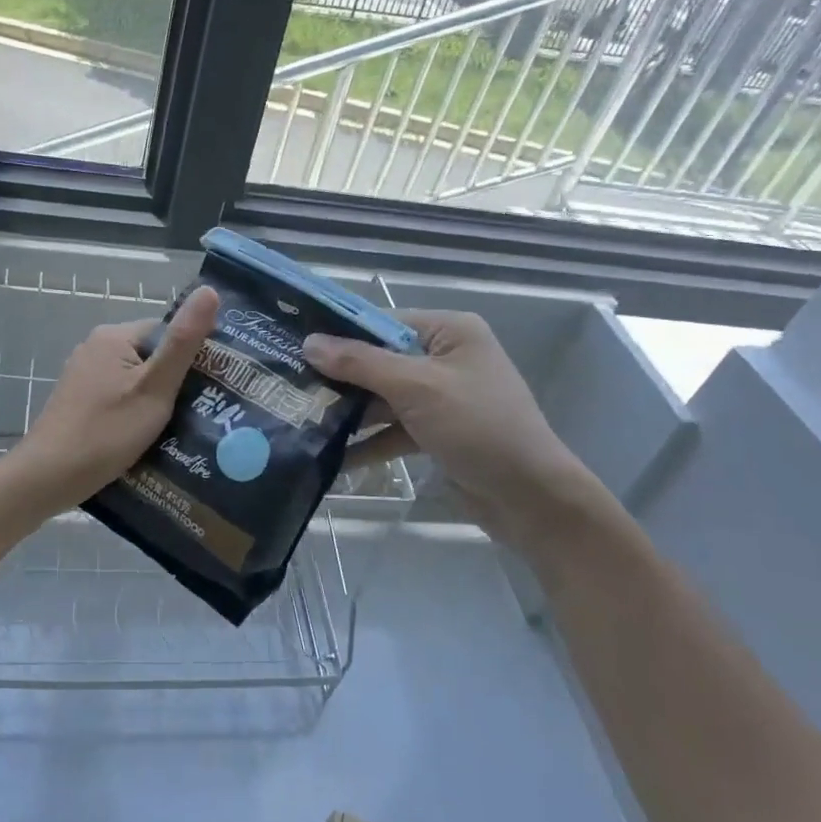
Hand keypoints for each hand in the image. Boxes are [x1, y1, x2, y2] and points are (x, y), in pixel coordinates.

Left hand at [8, 286, 219, 513]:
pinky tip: (148, 436)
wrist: (48, 477)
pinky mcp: (79, 400)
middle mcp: (95, 347)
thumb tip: (209, 290)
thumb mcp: (155, 387)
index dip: (193, 356)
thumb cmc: (106, 431)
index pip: (167, 332)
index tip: (214, 385)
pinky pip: (119, 396)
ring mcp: (83, 375)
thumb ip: (183, 342)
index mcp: (114, 336)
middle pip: (151, 355)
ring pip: (135, 379)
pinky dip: (135, 411)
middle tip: (202, 410)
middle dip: (176, 381)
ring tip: (181, 427)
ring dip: (157, 399)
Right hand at [304, 310, 598, 556]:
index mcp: (449, 331)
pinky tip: (331, 457)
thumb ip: (361, 363)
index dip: (339, 332)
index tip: (293, 341)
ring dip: (348, 412)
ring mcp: (440, 397)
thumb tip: (309, 342)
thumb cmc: (479, 427)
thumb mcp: (417, 388)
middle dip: (338, 376)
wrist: (532, 500)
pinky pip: (392, 429)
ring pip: (382, 397)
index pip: (382, 321)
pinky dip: (367, 442)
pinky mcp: (436, 432)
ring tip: (299, 419)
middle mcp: (444, 358)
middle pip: (379, 360)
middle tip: (288, 382)